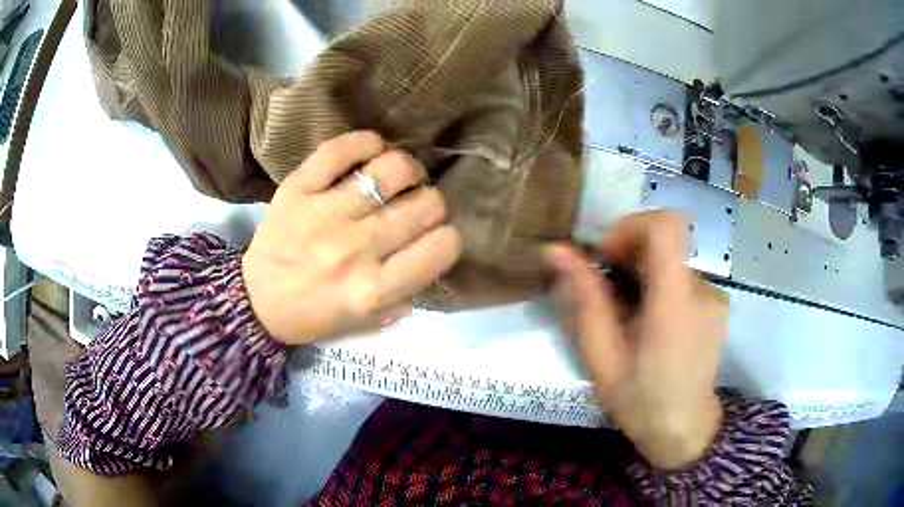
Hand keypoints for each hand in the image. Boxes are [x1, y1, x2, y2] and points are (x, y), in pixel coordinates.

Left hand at [243, 131, 462, 344]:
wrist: (255, 301)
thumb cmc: (314, 315)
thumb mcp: (366, 323)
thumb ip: (406, 295)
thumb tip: (431, 253)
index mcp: (375, 290)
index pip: (443, 245)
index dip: (447, 237)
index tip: (433, 236)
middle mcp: (356, 250)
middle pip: (427, 204)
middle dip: (430, 203)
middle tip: (414, 206)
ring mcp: (325, 214)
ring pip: (393, 169)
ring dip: (407, 169)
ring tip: (397, 177)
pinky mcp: (298, 188)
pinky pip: (342, 149)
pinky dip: (367, 143)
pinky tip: (371, 153)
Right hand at [546, 211, 727, 469]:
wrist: (684, 430)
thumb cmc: (640, 401)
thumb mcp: (602, 356)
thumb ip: (585, 299)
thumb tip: (556, 251)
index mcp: (675, 304)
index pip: (664, 226)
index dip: (630, 227)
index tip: (608, 257)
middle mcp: (702, 290)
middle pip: (666, 240)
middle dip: (630, 254)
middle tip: (610, 294)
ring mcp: (715, 296)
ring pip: (672, 261)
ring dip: (646, 275)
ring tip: (632, 319)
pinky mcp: (719, 304)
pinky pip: (684, 278)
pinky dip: (663, 288)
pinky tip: (654, 326)